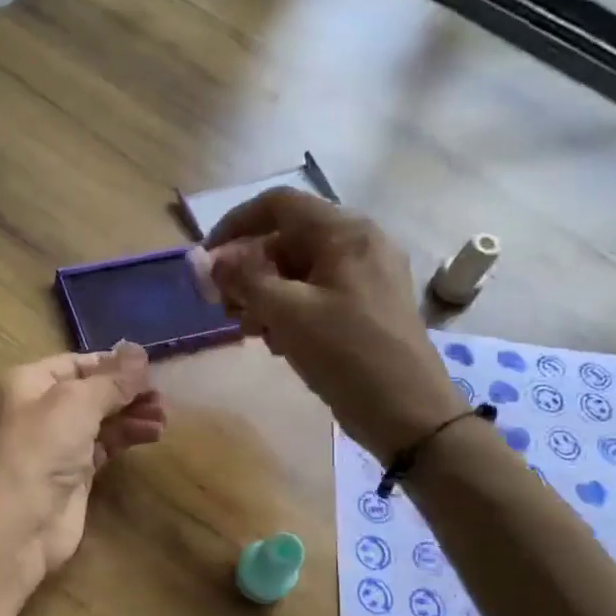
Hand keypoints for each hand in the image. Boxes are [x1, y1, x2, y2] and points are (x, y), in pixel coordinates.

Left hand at [0, 343, 166, 585]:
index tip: (150, 369)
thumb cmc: (39, 450)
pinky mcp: (72, 475)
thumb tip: (140, 352)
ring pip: (100, 421)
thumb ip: (112, 379)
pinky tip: (152, 434)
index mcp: (27, 383)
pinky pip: (104, 447)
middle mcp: (38, 410)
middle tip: (163, 398)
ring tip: (164, 418)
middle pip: (90, 392)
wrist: (16, 525)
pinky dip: (127, 438)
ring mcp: (55, 445)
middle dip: (126, 392)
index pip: (76, 364)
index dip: (112, 364)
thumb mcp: (76, 403)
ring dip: (132, 416)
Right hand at [205, 190, 464, 461]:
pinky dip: (289, 310)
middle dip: (249, 270)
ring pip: (299, 270)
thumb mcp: (288, 314)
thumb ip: (245, 280)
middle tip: (225, 308)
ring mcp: (366, 275)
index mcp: (345, 232)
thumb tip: (210, 260)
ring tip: (250, 331)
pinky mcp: (366, 306)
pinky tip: (278, 343)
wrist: (407, 411)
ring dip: (265, 295)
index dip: (235, 225)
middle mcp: (359, 243)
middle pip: (287, 238)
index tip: (207, 261)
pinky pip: (317, 293)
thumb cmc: (347, 354)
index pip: (278, 204)